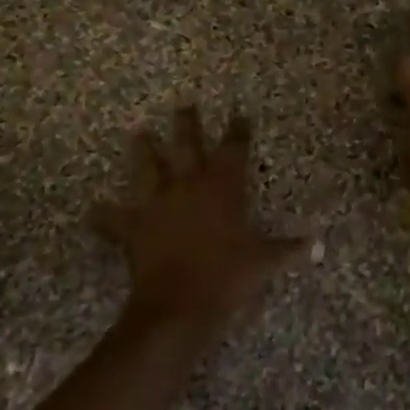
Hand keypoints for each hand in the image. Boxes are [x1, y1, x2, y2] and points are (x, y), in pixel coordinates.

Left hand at [92, 105, 298, 340]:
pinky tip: (92, 210)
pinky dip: (103, 216)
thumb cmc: (227, 277)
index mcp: (222, 188)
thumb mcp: (263, 263)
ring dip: (143, 151)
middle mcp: (188, 186)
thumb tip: (317, 243)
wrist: (179, 304)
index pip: (233, 150)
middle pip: (187, 146)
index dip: (237, 131)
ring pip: (148, 169)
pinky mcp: (134, 227)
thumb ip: (288, 249)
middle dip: (186, 124)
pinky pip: (114, 220)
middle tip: (183, 105)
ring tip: (137, 133)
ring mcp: (158, 204)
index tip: (239, 115)